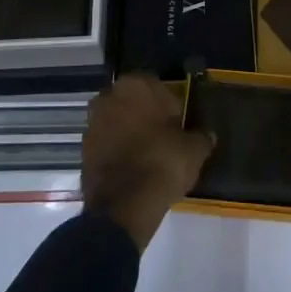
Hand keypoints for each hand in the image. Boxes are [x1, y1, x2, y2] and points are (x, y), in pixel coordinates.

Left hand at [82, 74, 213, 250]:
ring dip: (130, 132)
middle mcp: (109, 96)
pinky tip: (133, 168)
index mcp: (136, 85)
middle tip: (164, 137)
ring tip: (148, 155)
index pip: (157, 86)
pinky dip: (118, 150)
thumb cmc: (162, 163)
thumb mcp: (194, 150)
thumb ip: (201, 136)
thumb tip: (206, 135)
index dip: (169, 105)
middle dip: (145, 115)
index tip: (178, 123)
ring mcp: (92, 122)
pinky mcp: (83, 149)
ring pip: (118, 121)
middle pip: (133, 102)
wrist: (123, 205)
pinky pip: (107, 143)